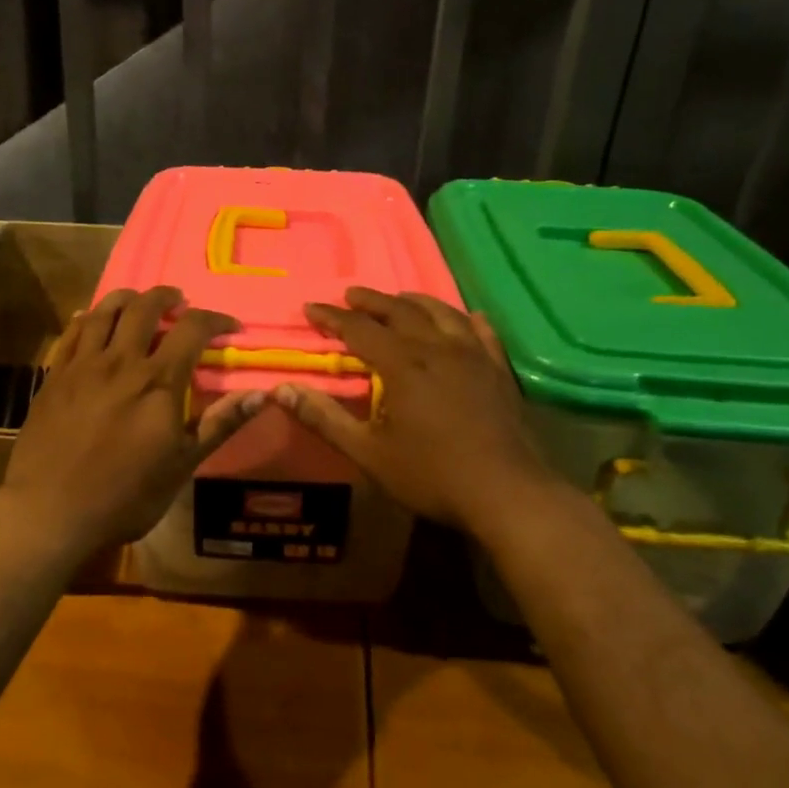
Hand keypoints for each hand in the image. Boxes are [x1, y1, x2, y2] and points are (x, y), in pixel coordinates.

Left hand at [1, 286, 264, 556]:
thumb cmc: (125, 496)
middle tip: (180, 303)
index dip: (215, 319)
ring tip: (139, 302)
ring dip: (128, 298)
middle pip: (145, 308)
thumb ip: (219, 424)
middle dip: (168, 298)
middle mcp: (121, 362)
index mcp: (158, 381)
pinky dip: (88, 318)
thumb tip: (261, 394)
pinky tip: (92, 319)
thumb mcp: (182, 466)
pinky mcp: (54, 376)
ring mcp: (82, 365)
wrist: (50, 512)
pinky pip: (72, 332)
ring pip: (105, 311)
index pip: (193, 329)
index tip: (229, 326)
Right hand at [273, 287, 550, 532]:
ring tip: (399, 299)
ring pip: (441, 313)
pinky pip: (482, 332)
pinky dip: (467, 319)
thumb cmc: (431, 475)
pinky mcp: (499, 370)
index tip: (310, 308)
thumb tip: (281, 391)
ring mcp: (474, 356)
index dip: (332, 317)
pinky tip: (467, 317)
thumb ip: (324, 418)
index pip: (359, 329)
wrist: (506, 492)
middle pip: (400, 311)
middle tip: (350, 295)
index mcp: (403, 365)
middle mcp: (437, 349)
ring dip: (414, 302)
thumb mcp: (368, 452)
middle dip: (371, 301)